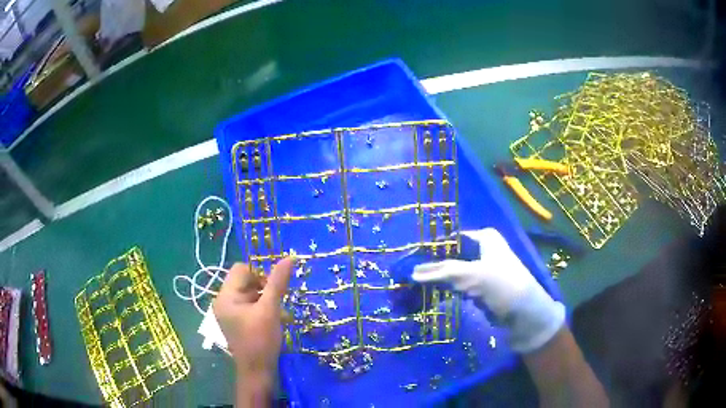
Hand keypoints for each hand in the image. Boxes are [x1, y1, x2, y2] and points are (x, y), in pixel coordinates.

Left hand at [213, 258, 293, 382]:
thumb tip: (289, 258)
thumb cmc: (261, 340)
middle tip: (279, 302)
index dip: (260, 274)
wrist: (258, 372)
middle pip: (246, 281)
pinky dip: (264, 309)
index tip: (275, 288)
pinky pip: (250, 306)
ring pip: (251, 294)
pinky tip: (277, 320)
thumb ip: (278, 283)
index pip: (241, 269)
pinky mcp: (237, 322)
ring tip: (281, 315)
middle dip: (265, 289)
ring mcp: (230, 313)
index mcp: (226, 296)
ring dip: (267, 300)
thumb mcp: (271, 310)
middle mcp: (224, 301)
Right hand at [412, 228, 564, 352]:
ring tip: (413, 284)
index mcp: (484, 238)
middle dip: (432, 264)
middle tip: (409, 273)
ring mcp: (481, 271)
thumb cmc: (503, 286)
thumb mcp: (472, 274)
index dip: (432, 247)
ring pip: (453, 271)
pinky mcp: (479, 289)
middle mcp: (482, 250)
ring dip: (437, 278)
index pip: (451, 238)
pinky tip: (429, 294)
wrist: (525, 315)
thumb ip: (441, 272)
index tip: (410, 257)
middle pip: (451, 254)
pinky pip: (457, 286)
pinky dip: (445, 289)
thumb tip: (412, 273)